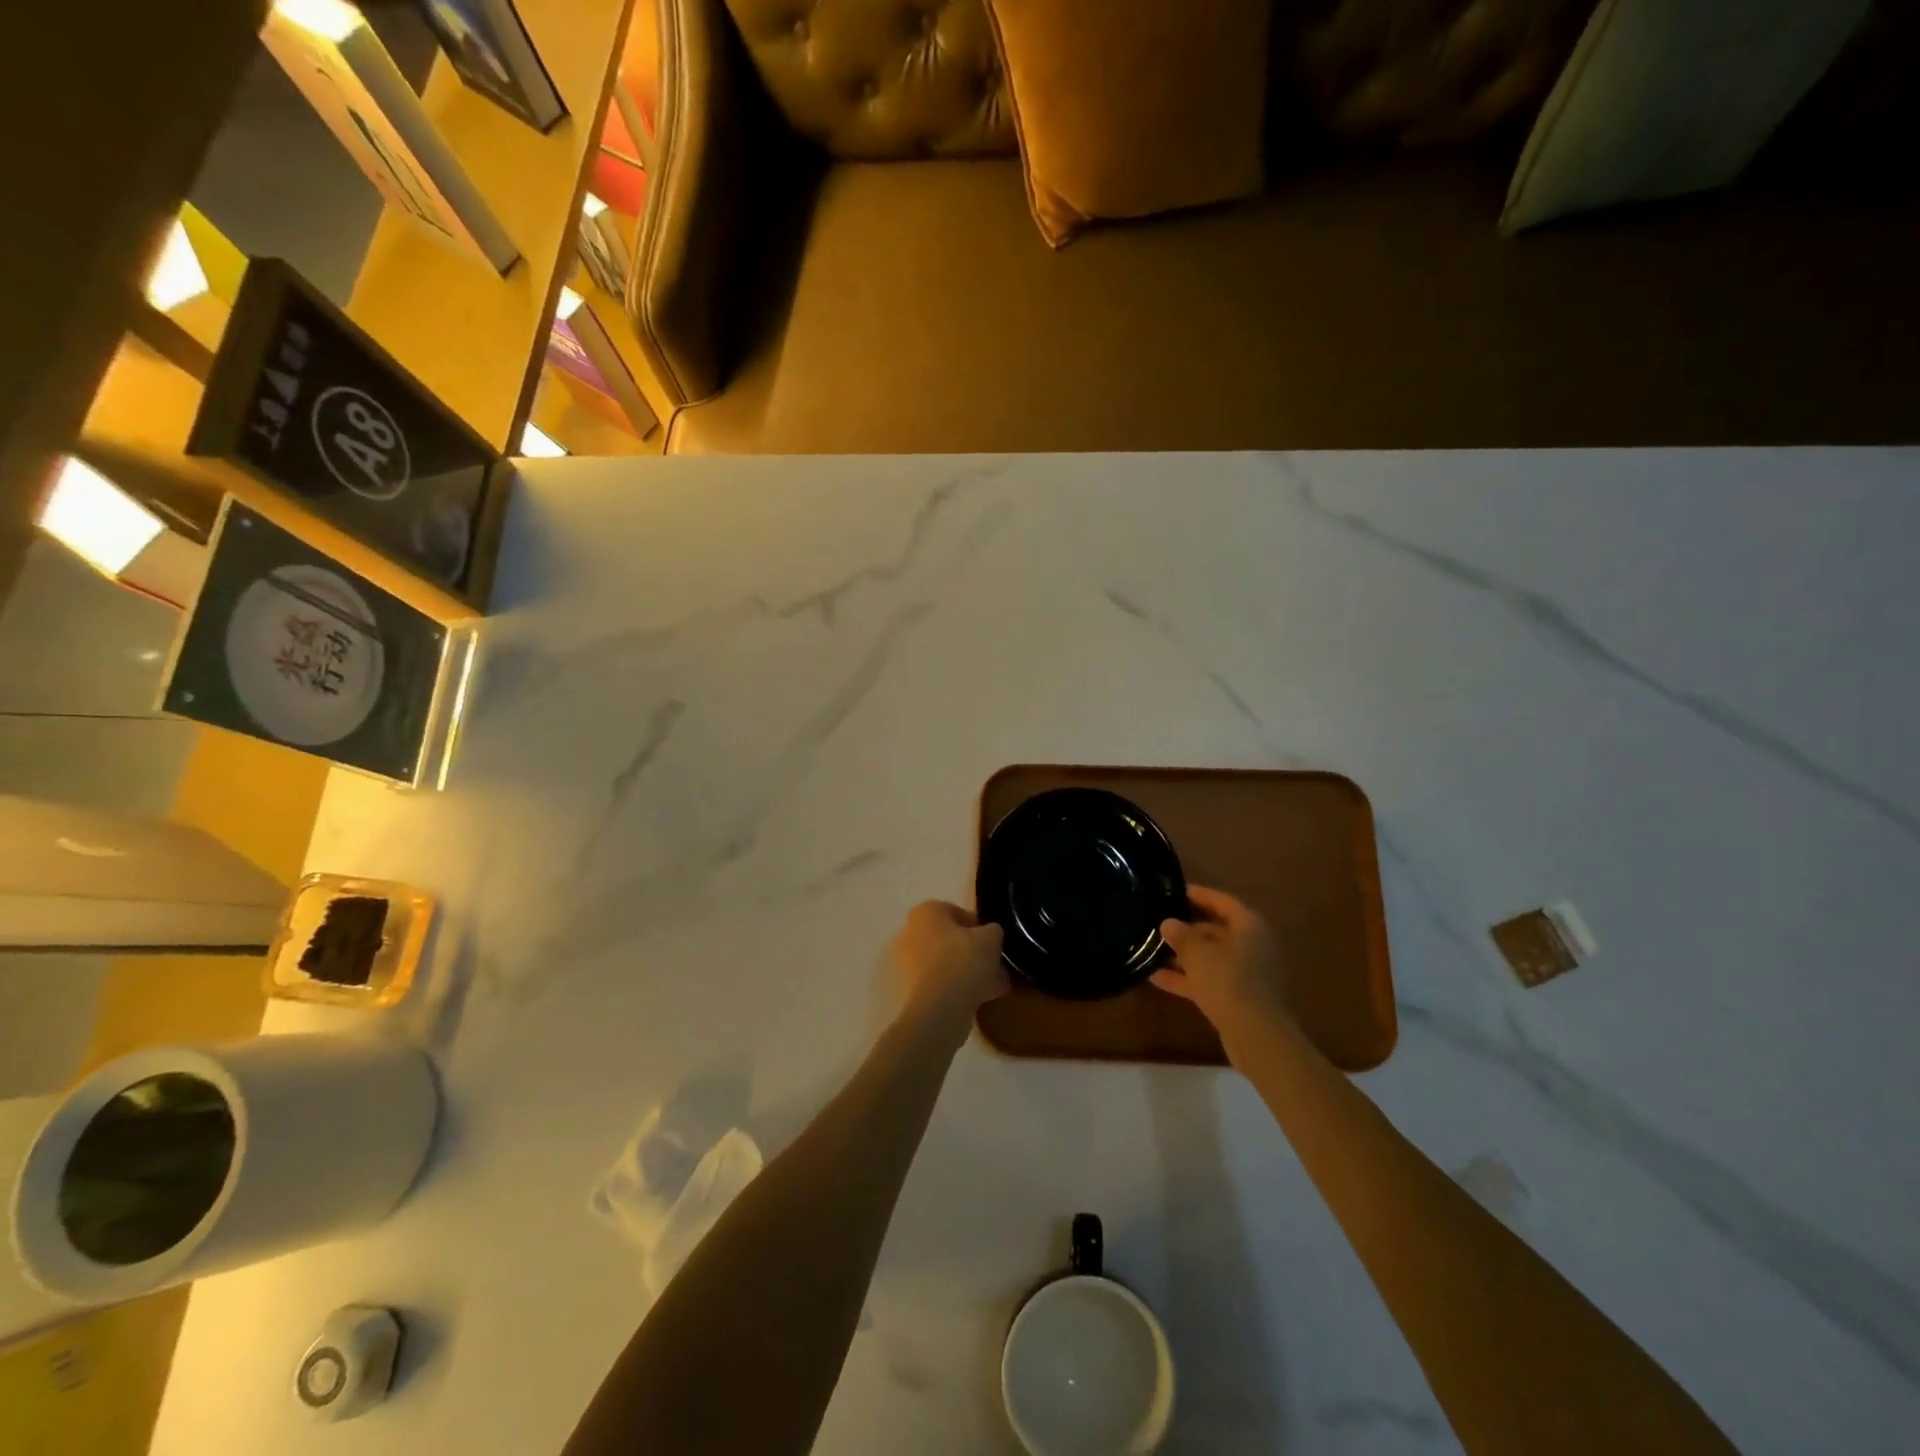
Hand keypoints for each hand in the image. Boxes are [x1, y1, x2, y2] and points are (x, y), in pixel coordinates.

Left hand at [890, 901, 1007, 1037]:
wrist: (938, 1009)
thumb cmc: (963, 962)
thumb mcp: (991, 939)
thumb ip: (992, 931)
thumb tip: (989, 934)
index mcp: (925, 912)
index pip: (954, 911)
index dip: (977, 926)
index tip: (992, 941)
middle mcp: (909, 933)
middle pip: (948, 940)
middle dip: (972, 952)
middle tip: (994, 965)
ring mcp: (906, 964)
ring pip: (945, 964)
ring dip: (967, 973)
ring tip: (994, 987)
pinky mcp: (908, 990)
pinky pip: (938, 984)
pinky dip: (957, 989)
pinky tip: (981, 1000)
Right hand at [1151, 886, 1290, 1057]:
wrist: (1255, 1035)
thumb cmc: (1229, 981)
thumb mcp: (1198, 953)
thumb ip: (1181, 935)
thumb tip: (1168, 923)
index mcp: (1249, 927)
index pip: (1222, 902)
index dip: (1198, 894)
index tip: (1174, 891)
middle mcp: (1250, 947)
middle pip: (1215, 931)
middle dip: (1186, 929)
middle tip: (1156, 922)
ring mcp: (1244, 974)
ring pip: (1209, 958)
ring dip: (1182, 955)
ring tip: (1150, 949)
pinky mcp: (1235, 998)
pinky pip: (1207, 980)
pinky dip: (1185, 978)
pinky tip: (1155, 977)